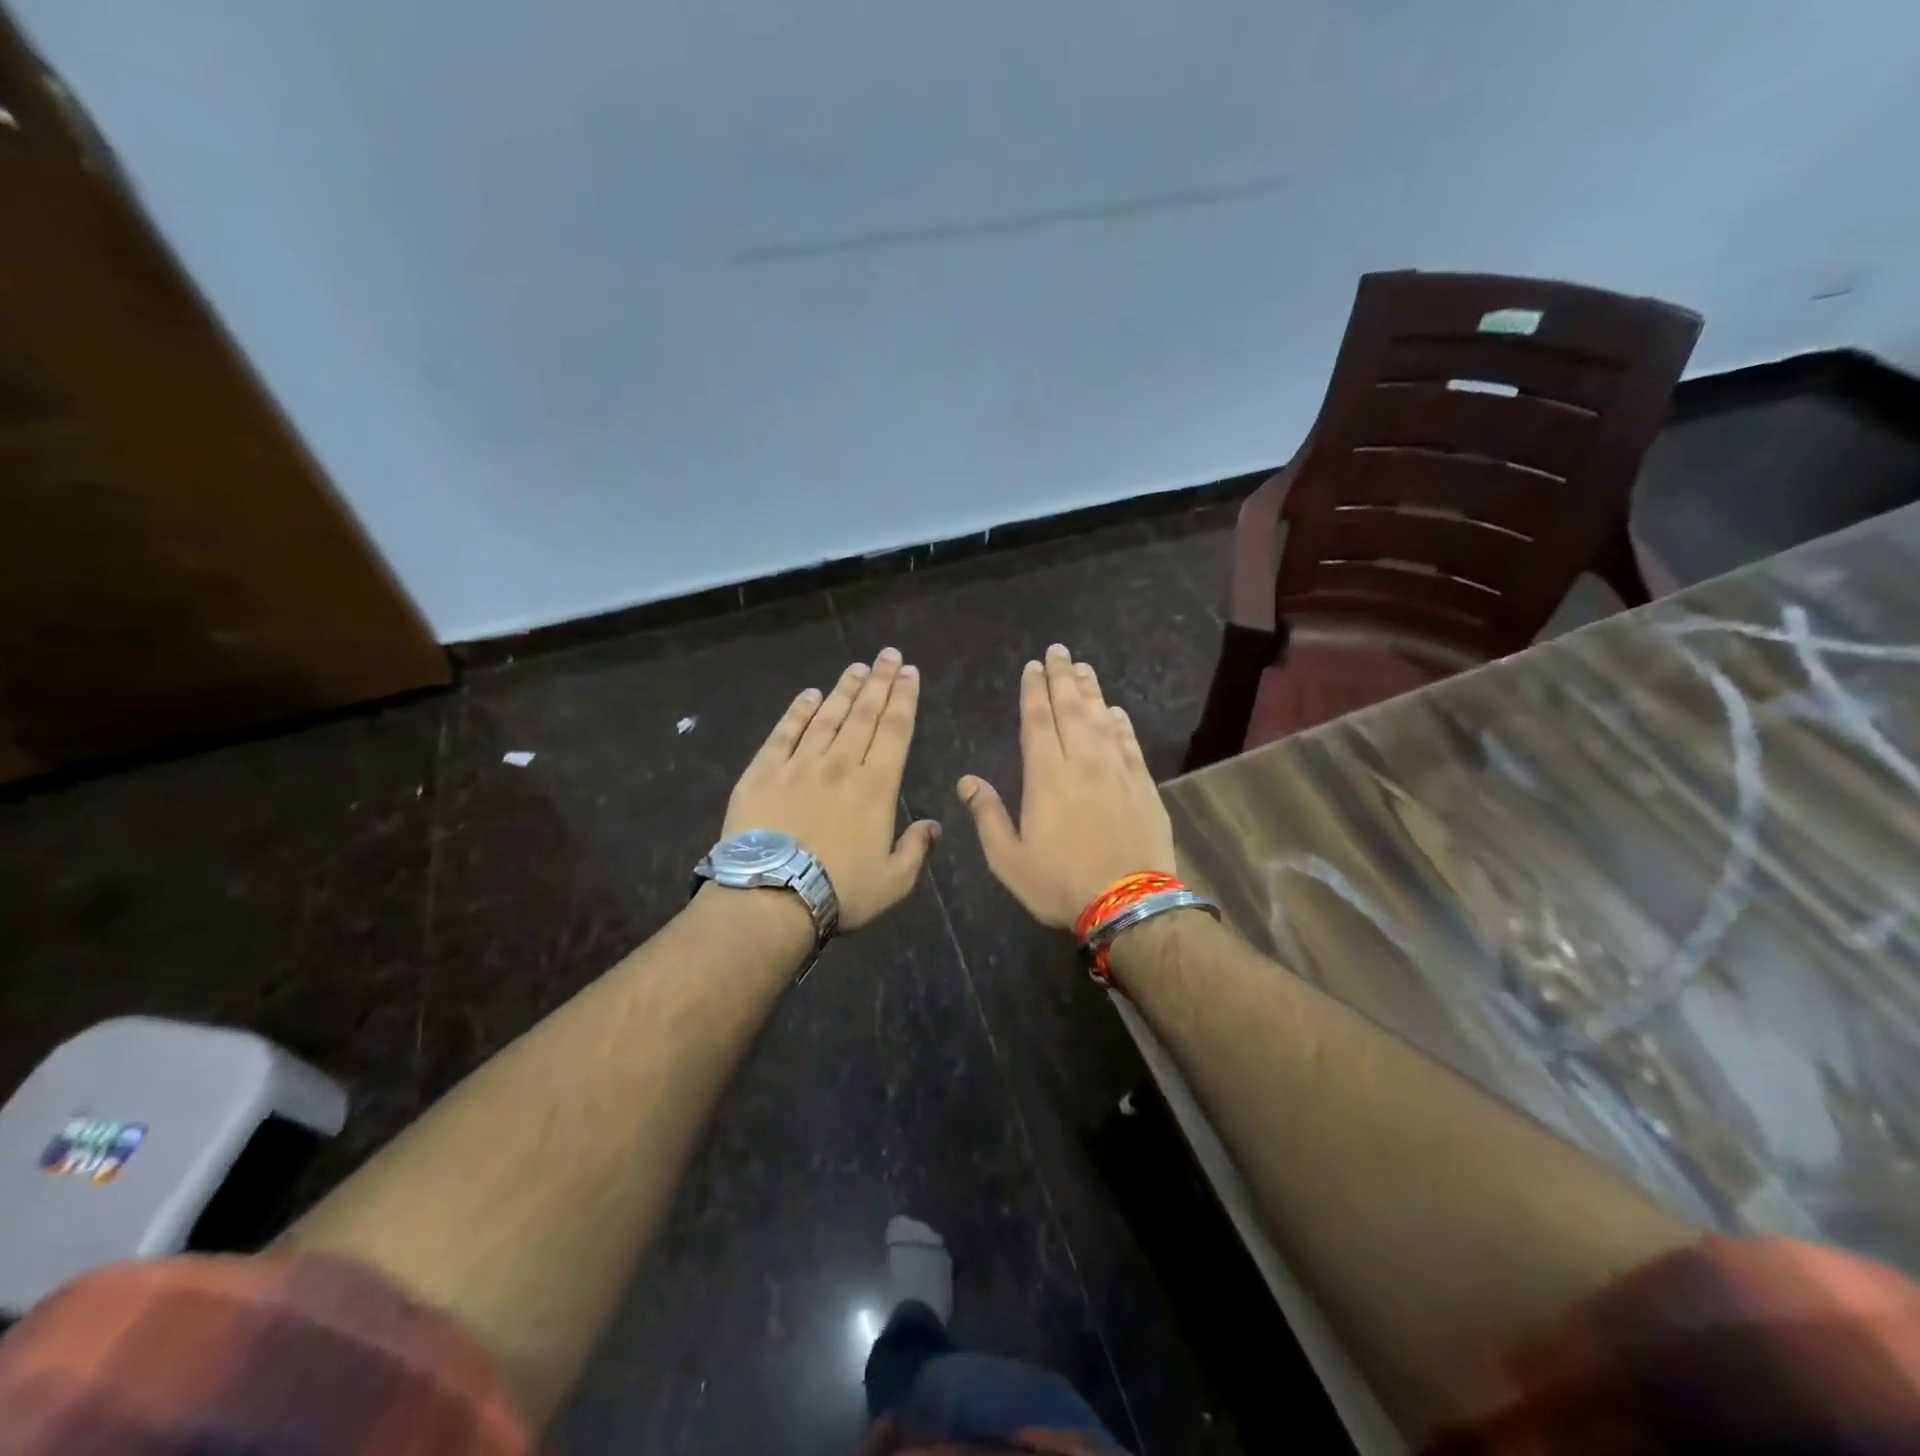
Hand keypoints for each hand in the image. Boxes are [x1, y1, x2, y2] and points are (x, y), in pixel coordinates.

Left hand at [723, 647, 939, 931]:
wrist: (771, 898)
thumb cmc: (839, 891)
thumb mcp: (894, 882)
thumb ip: (917, 849)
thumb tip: (934, 825)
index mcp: (876, 787)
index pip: (895, 731)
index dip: (904, 699)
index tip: (910, 673)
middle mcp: (840, 765)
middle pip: (864, 714)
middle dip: (879, 682)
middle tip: (888, 655)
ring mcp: (799, 765)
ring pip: (827, 717)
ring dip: (844, 690)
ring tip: (856, 667)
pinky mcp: (763, 772)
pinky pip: (784, 733)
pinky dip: (798, 711)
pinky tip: (808, 695)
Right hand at [957, 643, 1175, 928]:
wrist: (1130, 904)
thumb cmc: (1061, 884)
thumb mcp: (1009, 859)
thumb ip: (987, 816)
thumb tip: (967, 780)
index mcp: (1047, 776)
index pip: (1038, 721)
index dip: (1034, 691)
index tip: (1033, 667)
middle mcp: (1083, 762)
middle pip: (1071, 709)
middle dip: (1062, 677)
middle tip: (1058, 651)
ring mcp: (1117, 771)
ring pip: (1102, 719)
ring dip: (1090, 691)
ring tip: (1082, 668)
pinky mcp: (1143, 785)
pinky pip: (1129, 743)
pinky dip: (1120, 723)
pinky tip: (1115, 711)